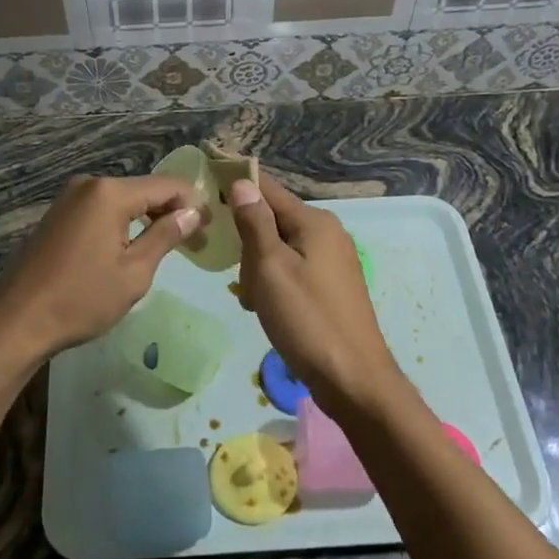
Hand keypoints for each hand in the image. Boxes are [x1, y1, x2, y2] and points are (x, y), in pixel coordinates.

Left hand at [0, 174, 200, 361]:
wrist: (17, 320)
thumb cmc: (81, 299)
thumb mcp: (134, 272)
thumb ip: (165, 236)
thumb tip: (192, 213)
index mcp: (110, 193)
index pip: (167, 186)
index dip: (193, 204)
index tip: (211, 229)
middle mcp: (89, 185)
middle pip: (144, 189)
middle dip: (171, 212)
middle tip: (195, 243)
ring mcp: (69, 198)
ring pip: (123, 200)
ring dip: (147, 218)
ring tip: (169, 246)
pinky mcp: (58, 215)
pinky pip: (102, 210)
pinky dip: (123, 223)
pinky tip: (132, 246)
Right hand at [228, 175, 404, 410]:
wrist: (352, 379)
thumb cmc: (307, 319)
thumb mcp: (271, 268)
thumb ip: (255, 223)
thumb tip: (243, 181)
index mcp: (314, 221)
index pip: (267, 188)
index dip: (237, 182)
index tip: (206, 180)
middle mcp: (327, 232)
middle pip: (272, 219)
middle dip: (247, 243)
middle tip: (242, 278)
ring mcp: (332, 260)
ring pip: (279, 248)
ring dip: (258, 268)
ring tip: (255, 301)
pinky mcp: (331, 285)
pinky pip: (292, 269)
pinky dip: (274, 283)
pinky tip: (267, 308)